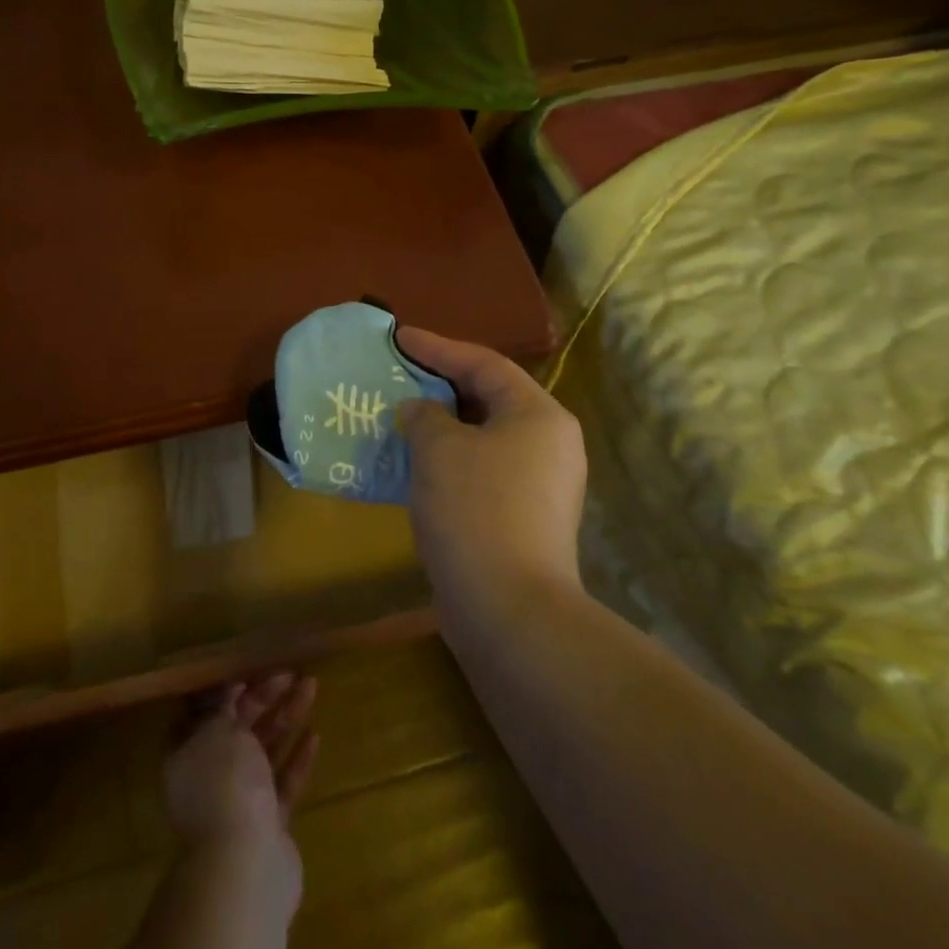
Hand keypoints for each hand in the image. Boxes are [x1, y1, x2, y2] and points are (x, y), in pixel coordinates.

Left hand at [164, 672, 318, 869]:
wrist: (245, 866)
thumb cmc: (224, 785)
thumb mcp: (217, 731)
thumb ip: (222, 707)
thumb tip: (227, 690)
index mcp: (187, 754)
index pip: (203, 712)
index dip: (225, 688)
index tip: (249, 667)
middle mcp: (210, 776)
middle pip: (238, 727)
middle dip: (264, 697)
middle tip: (290, 671)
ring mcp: (240, 801)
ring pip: (264, 750)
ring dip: (286, 717)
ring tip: (311, 686)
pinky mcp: (269, 823)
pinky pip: (283, 782)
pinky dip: (297, 758)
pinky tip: (315, 735)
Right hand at [395, 326, 586, 618]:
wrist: (509, 610)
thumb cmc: (475, 510)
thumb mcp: (439, 449)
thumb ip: (424, 415)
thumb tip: (418, 411)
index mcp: (538, 415)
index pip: (484, 363)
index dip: (438, 347)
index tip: (399, 338)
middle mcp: (549, 443)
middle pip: (489, 397)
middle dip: (441, 385)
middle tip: (399, 375)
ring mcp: (541, 483)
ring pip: (484, 436)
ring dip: (442, 425)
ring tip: (401, 416)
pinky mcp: (525, 516)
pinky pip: (483, 468)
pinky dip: (450, 458)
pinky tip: (415, 464)